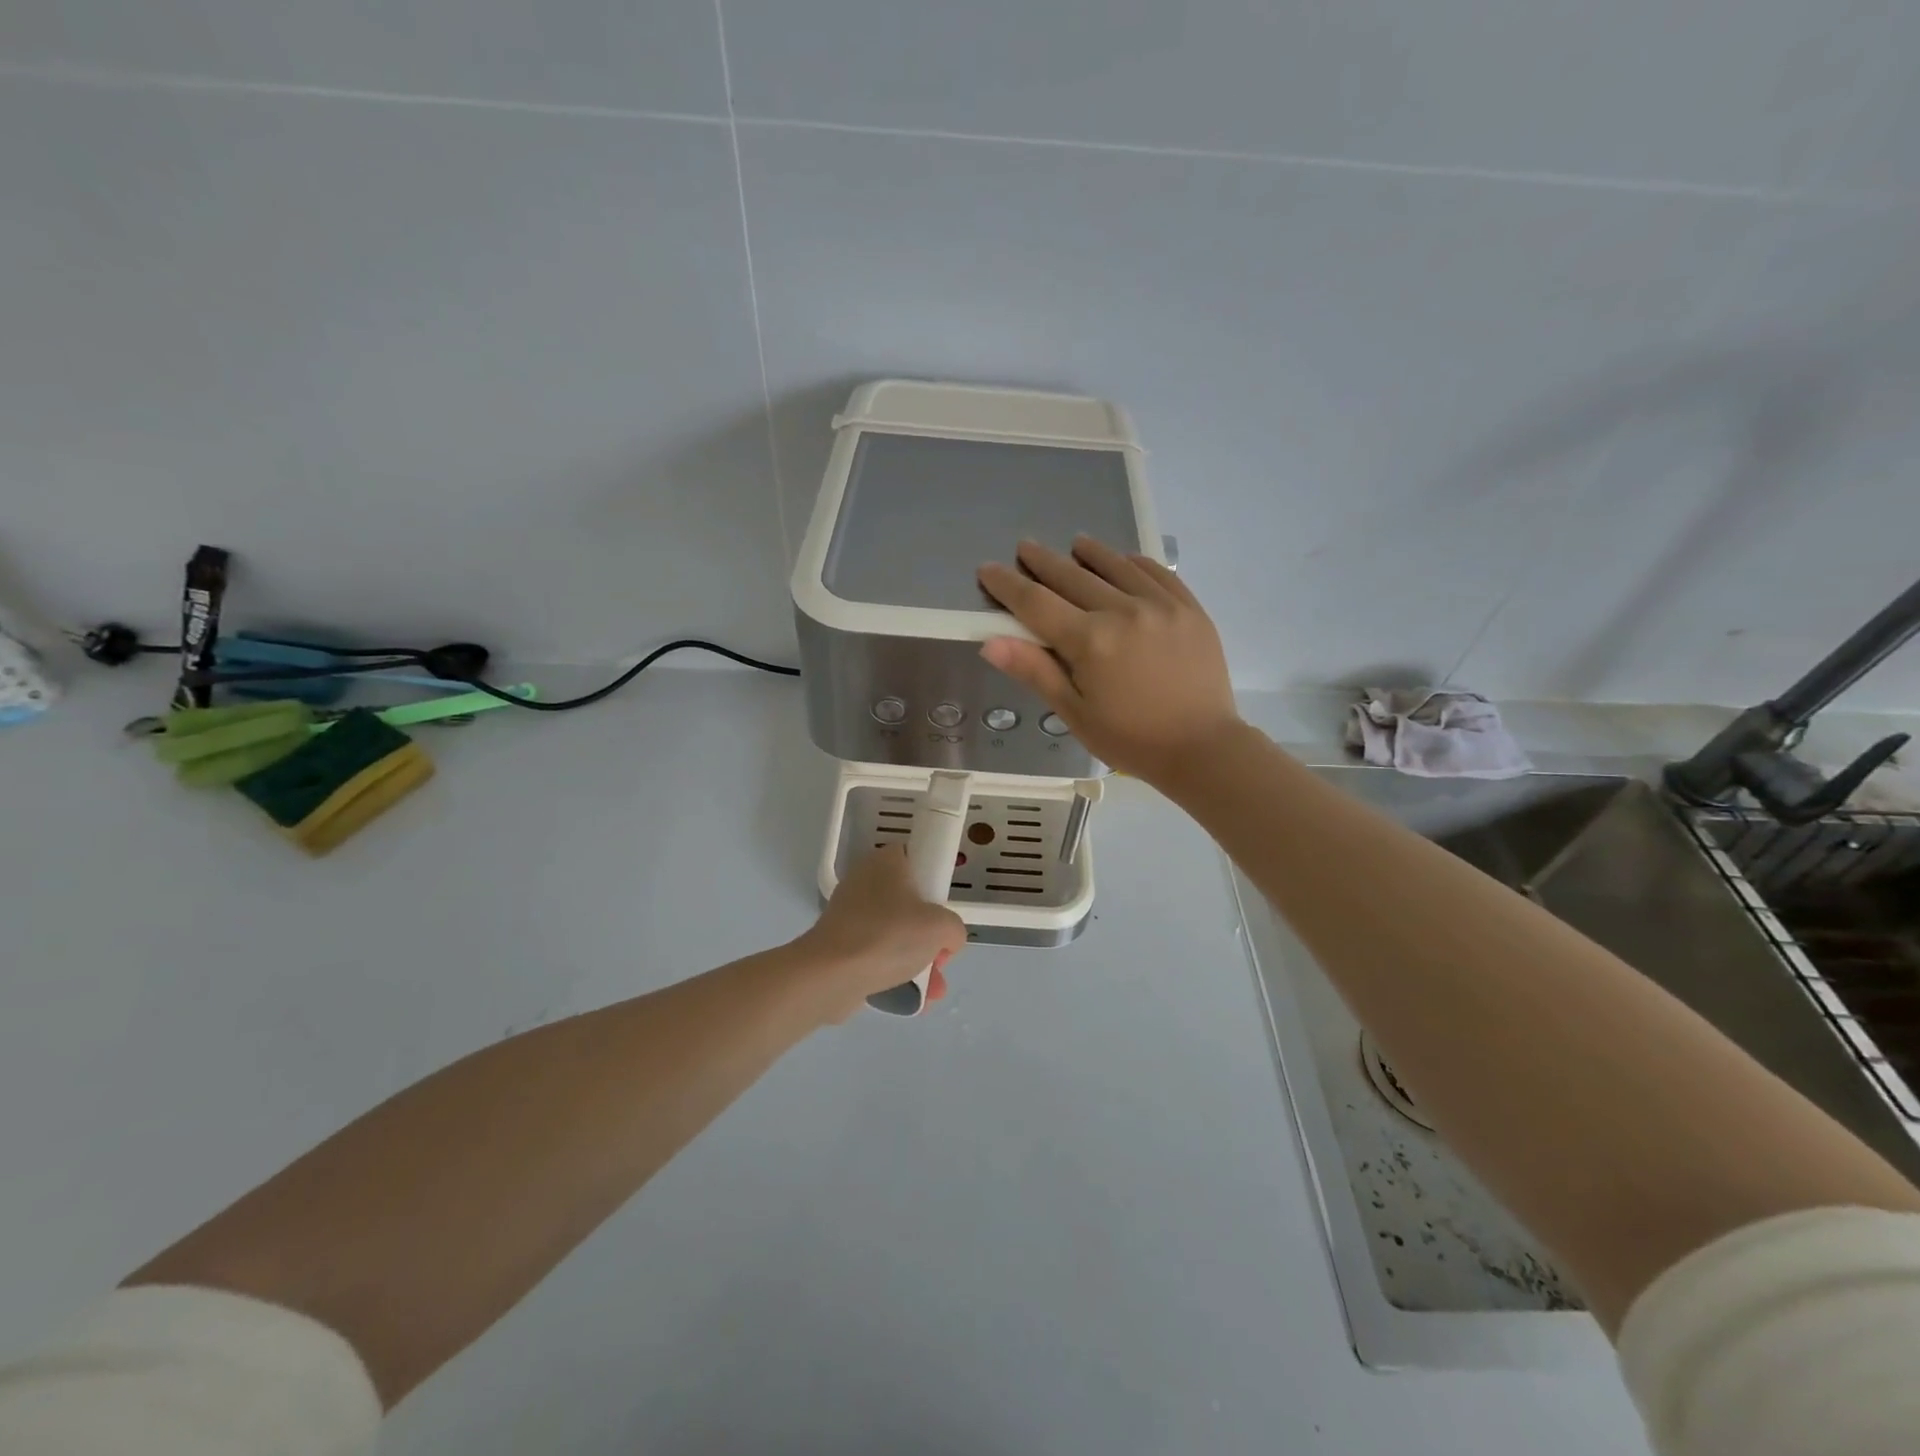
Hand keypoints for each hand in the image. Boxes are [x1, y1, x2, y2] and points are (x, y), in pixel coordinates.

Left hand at [795, 845, 966, 1019]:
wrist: (831, 975)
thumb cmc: (889, 936)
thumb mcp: (941, 928)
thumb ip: (954, 929)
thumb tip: (946, 940)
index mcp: (886, 861)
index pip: (917, 860)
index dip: (936, 886)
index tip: (944, 913)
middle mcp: (865, 881)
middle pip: (910, 902)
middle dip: (930, 935)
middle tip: (940, 956)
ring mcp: (849, 913)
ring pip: (895, 932)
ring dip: (918, 959)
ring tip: (933, 989)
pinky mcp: (840, 943)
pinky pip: (876, 953)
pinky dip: (894, 971)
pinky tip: (914, 997)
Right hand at [977, 536, 1240, 784]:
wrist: (1203, 748)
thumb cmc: (1131, 739)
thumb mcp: (1075, 713)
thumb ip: (1035, 672)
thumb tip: (991, 642)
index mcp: (1090, 641)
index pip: (1036, 603)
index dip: (1008, 585)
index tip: (988, 570)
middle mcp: (1123, 611)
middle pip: (1072, 577)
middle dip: (1043, 561)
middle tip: (1025, 546)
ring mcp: (1161, 605)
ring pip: (1116, 566)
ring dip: (1090, 553)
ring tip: (1075, 543)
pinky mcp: (1190, 609)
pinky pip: (1157, 573)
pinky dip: (1134, 563)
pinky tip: (1125, 560)